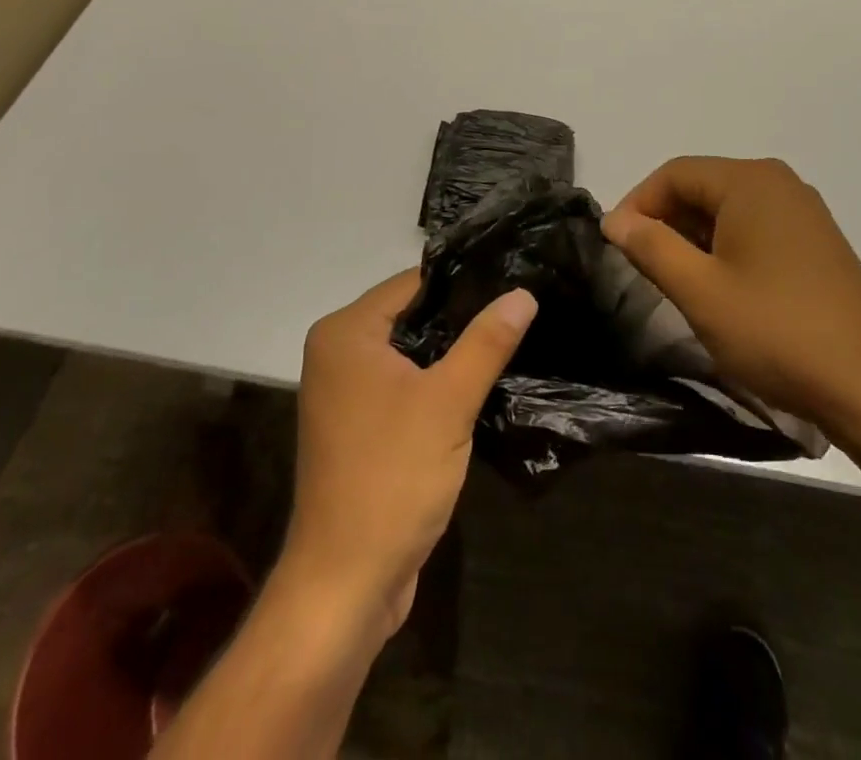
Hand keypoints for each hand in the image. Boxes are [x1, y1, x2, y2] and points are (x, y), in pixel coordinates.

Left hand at [282, 270, 536, 641]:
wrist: (345, 582)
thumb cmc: (392, 477)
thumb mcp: (448, 402)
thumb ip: (486, 342)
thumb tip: (522, 293)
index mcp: (346, 332)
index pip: (411, 283)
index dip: (462, 281)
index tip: (511, 278)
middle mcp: (338, 352)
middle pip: (410, 316)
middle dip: (460, 317)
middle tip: (519, 310)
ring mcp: (345, 392)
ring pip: (410, 354)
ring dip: (451, 353)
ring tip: (509, 339)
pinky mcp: (359, 425)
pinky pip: (403, 385)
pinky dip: (435, 383)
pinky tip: (479, 384)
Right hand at [602, 156, 860, 451]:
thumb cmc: (778, 332)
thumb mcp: (700, 291)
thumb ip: (651, 247)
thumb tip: (615, 220)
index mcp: (751, 181)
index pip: (674, 173)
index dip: (637, 204)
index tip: (615, 245)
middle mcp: (780, 184)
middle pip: (702, 186)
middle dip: (665, 221)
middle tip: (641, 266)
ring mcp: (804, 214)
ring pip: (728, 210)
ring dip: (693, 237)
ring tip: (676, 281)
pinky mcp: (817, 245)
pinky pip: (755, 229)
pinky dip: (725, 248)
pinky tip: (720, 288)